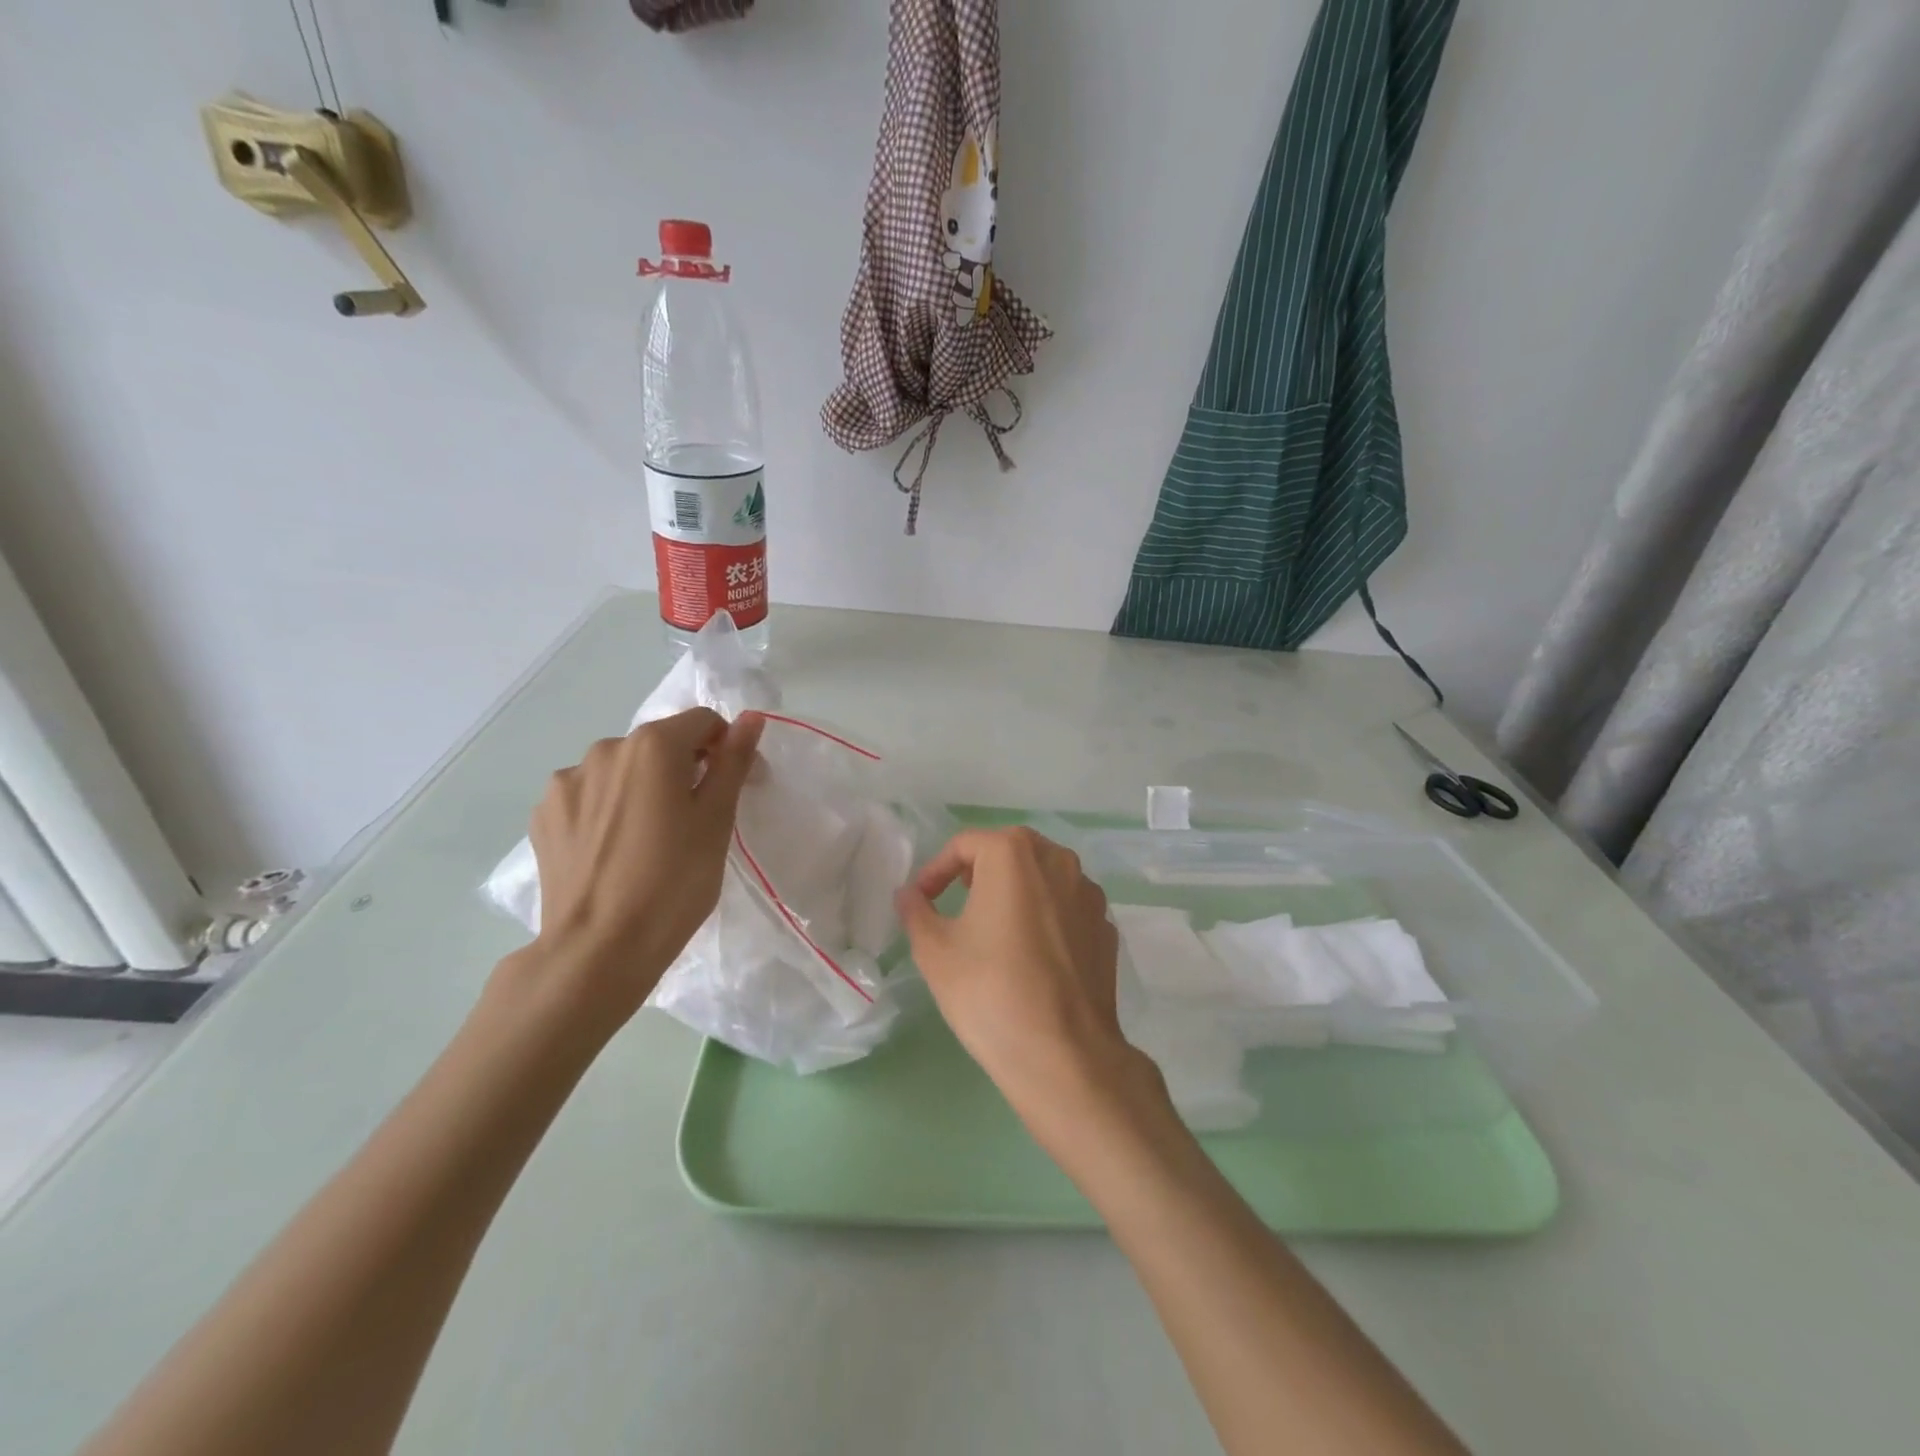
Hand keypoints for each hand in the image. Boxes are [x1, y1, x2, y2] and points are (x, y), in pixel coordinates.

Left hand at [524, 708, 762, 1018]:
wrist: (599, 949)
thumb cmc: (674, 882)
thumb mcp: (717, 820)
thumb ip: (732, 761)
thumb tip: (750, 718)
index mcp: (653, 745)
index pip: (703, 722)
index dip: (724, 751)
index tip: (727, 792)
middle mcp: (605, 748)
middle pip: (659, 745)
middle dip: (680, 771)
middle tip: (691, 823)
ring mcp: (567, 781)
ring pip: (621, 771)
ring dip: (640, 789)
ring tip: (647, 841)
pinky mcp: (543, 814)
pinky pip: (589, 796)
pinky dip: (607, 811)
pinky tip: (613, 851)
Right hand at [896, 827, 1145, 1131]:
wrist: (1064, 1054)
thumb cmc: (990, 991)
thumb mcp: (935, 950)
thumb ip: (916, 911)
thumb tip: (908, 894)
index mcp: (1013, 853)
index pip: (965, 844)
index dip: (936, 870)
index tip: (923, 901)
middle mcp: (1058, 860)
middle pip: (1009, 852)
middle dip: (978, 872)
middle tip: (957, 903)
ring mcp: (1089, 893)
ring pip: (1043, 877)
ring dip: (1015, 891)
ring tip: (994, 928)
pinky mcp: (1106, 927)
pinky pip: (1066, 907)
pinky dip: (1045, 917)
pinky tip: (1032, 954)